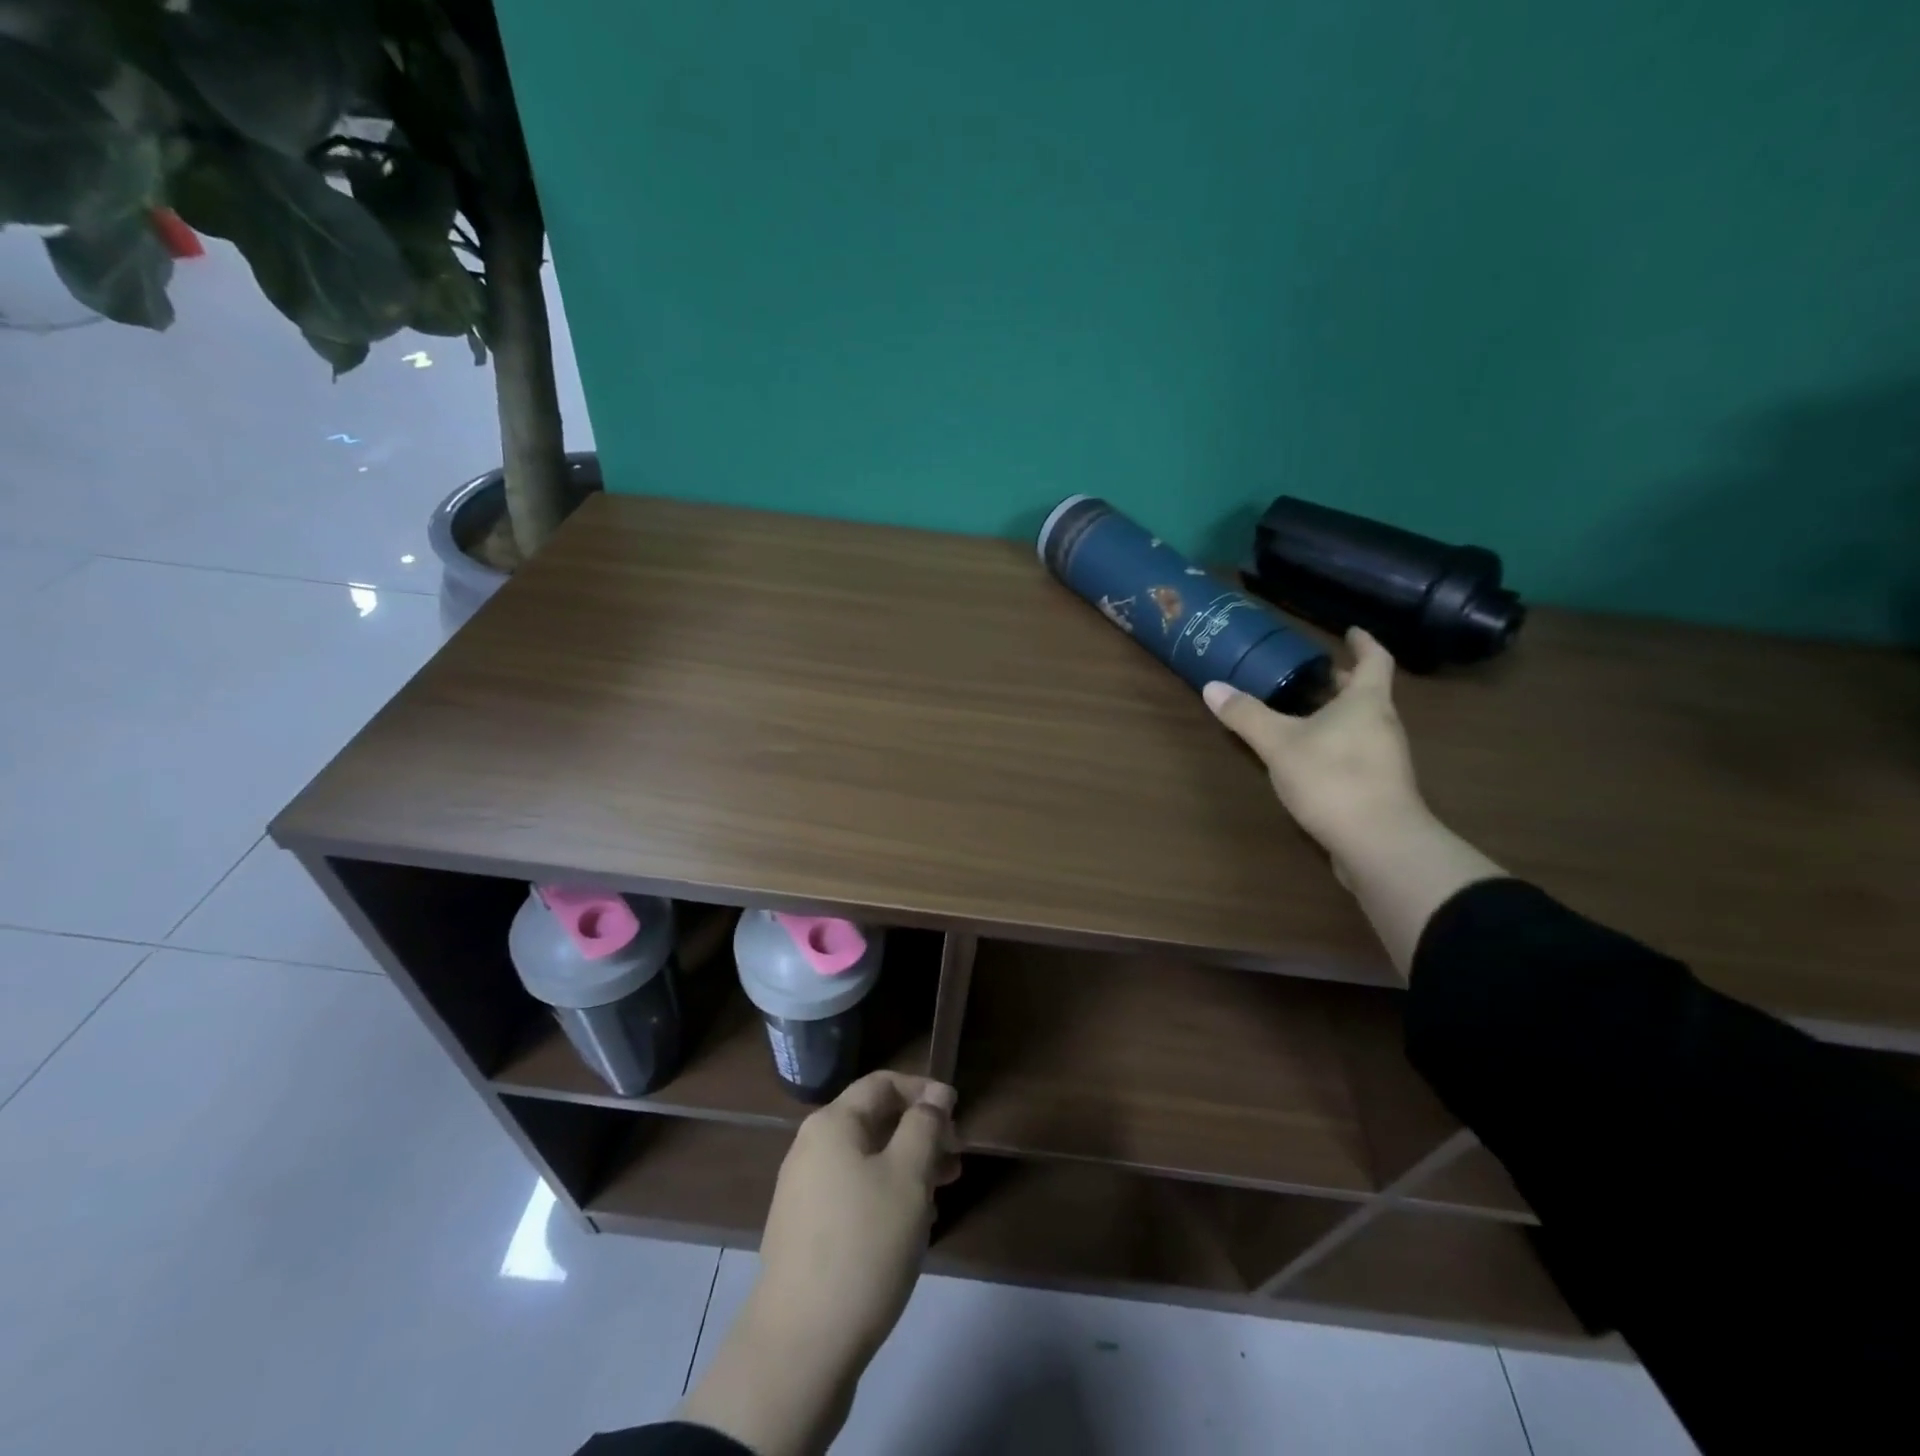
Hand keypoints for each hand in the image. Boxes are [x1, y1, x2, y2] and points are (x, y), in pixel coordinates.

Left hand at [677, 1072, 959, 1455]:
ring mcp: (804, 1193)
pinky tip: (911, 1229)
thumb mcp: (908, 1177)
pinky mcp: (806, 1233)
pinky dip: (886, 1197)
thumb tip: (936, 1095)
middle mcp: (811, 1148)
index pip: (882, 1083)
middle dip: (920, 1134)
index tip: (958, 1114)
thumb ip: (925, 1126)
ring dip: (908, 1169)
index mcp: (832, 1124)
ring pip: (867, 1161)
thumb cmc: (863, 1245)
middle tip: (956, 1162)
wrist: (800, 1347)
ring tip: (942, 1196)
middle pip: (874, 1122)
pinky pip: (854, 1195)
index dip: (923, 1090)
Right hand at [1205, 627, 1424, 857]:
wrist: (1379, 843)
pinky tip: (1308, 758)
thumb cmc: (1332, 778)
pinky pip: (1356, 753)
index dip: (1363, 642)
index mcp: (1366, 702)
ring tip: (1301, 714)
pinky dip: (1335, 744)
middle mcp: (1382, 724)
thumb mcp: (1278, 743)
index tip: (1350, 631)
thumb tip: (1212, 686)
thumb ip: (1246, 715)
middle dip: (1340, 681)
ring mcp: (1384, 759)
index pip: (1374, 660)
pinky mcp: (1378, 788)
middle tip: (1310, 673)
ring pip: (1360, 724)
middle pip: (1366, 693)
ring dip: (1336, 714)